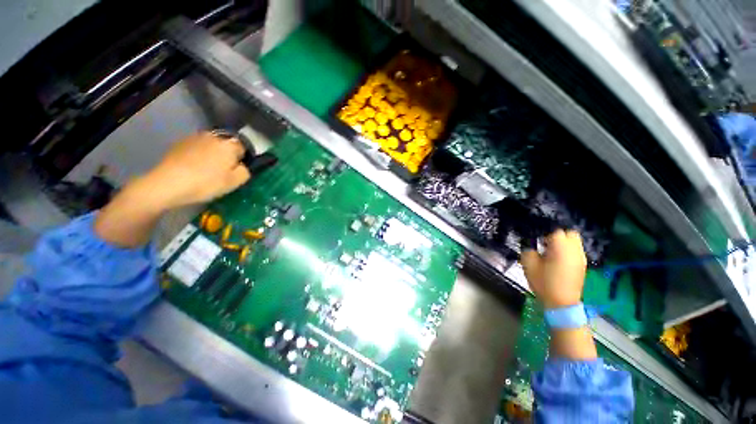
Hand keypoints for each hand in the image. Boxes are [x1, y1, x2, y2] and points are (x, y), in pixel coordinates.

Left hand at [95, 132, 250, 247]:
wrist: (168, 183)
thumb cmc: (207, 183)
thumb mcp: (236, 182)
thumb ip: (245, 171)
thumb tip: (242, 165)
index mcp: (230, 145)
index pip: (244, 147)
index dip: (243, 159)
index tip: (237, 170)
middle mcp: (214, 136)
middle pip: (226, 145)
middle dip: (227, 155)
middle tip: (223, 172)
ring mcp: (195, 138)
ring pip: (211, 146)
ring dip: (212, 154)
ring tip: (206, 170)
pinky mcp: (180, 143)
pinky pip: (196, 148)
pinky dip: (198, 155)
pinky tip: (193, 168)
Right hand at [521, 230, 586, 308]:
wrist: (561, 303)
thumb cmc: (544, 283)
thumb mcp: (528, 264)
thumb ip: (529, 250)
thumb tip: (532, 246)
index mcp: (560, 248)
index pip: (555, 231)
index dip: (544, 234)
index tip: (538, 241)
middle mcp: (574, 250)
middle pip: (569, 233)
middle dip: (558, 235)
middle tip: (546, 244)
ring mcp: (581, 258)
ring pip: (575, 242)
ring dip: (564, 243)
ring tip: (552, 252)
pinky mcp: (583, 265)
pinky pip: (576, 251)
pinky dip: (568, 251)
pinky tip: (559, 260)